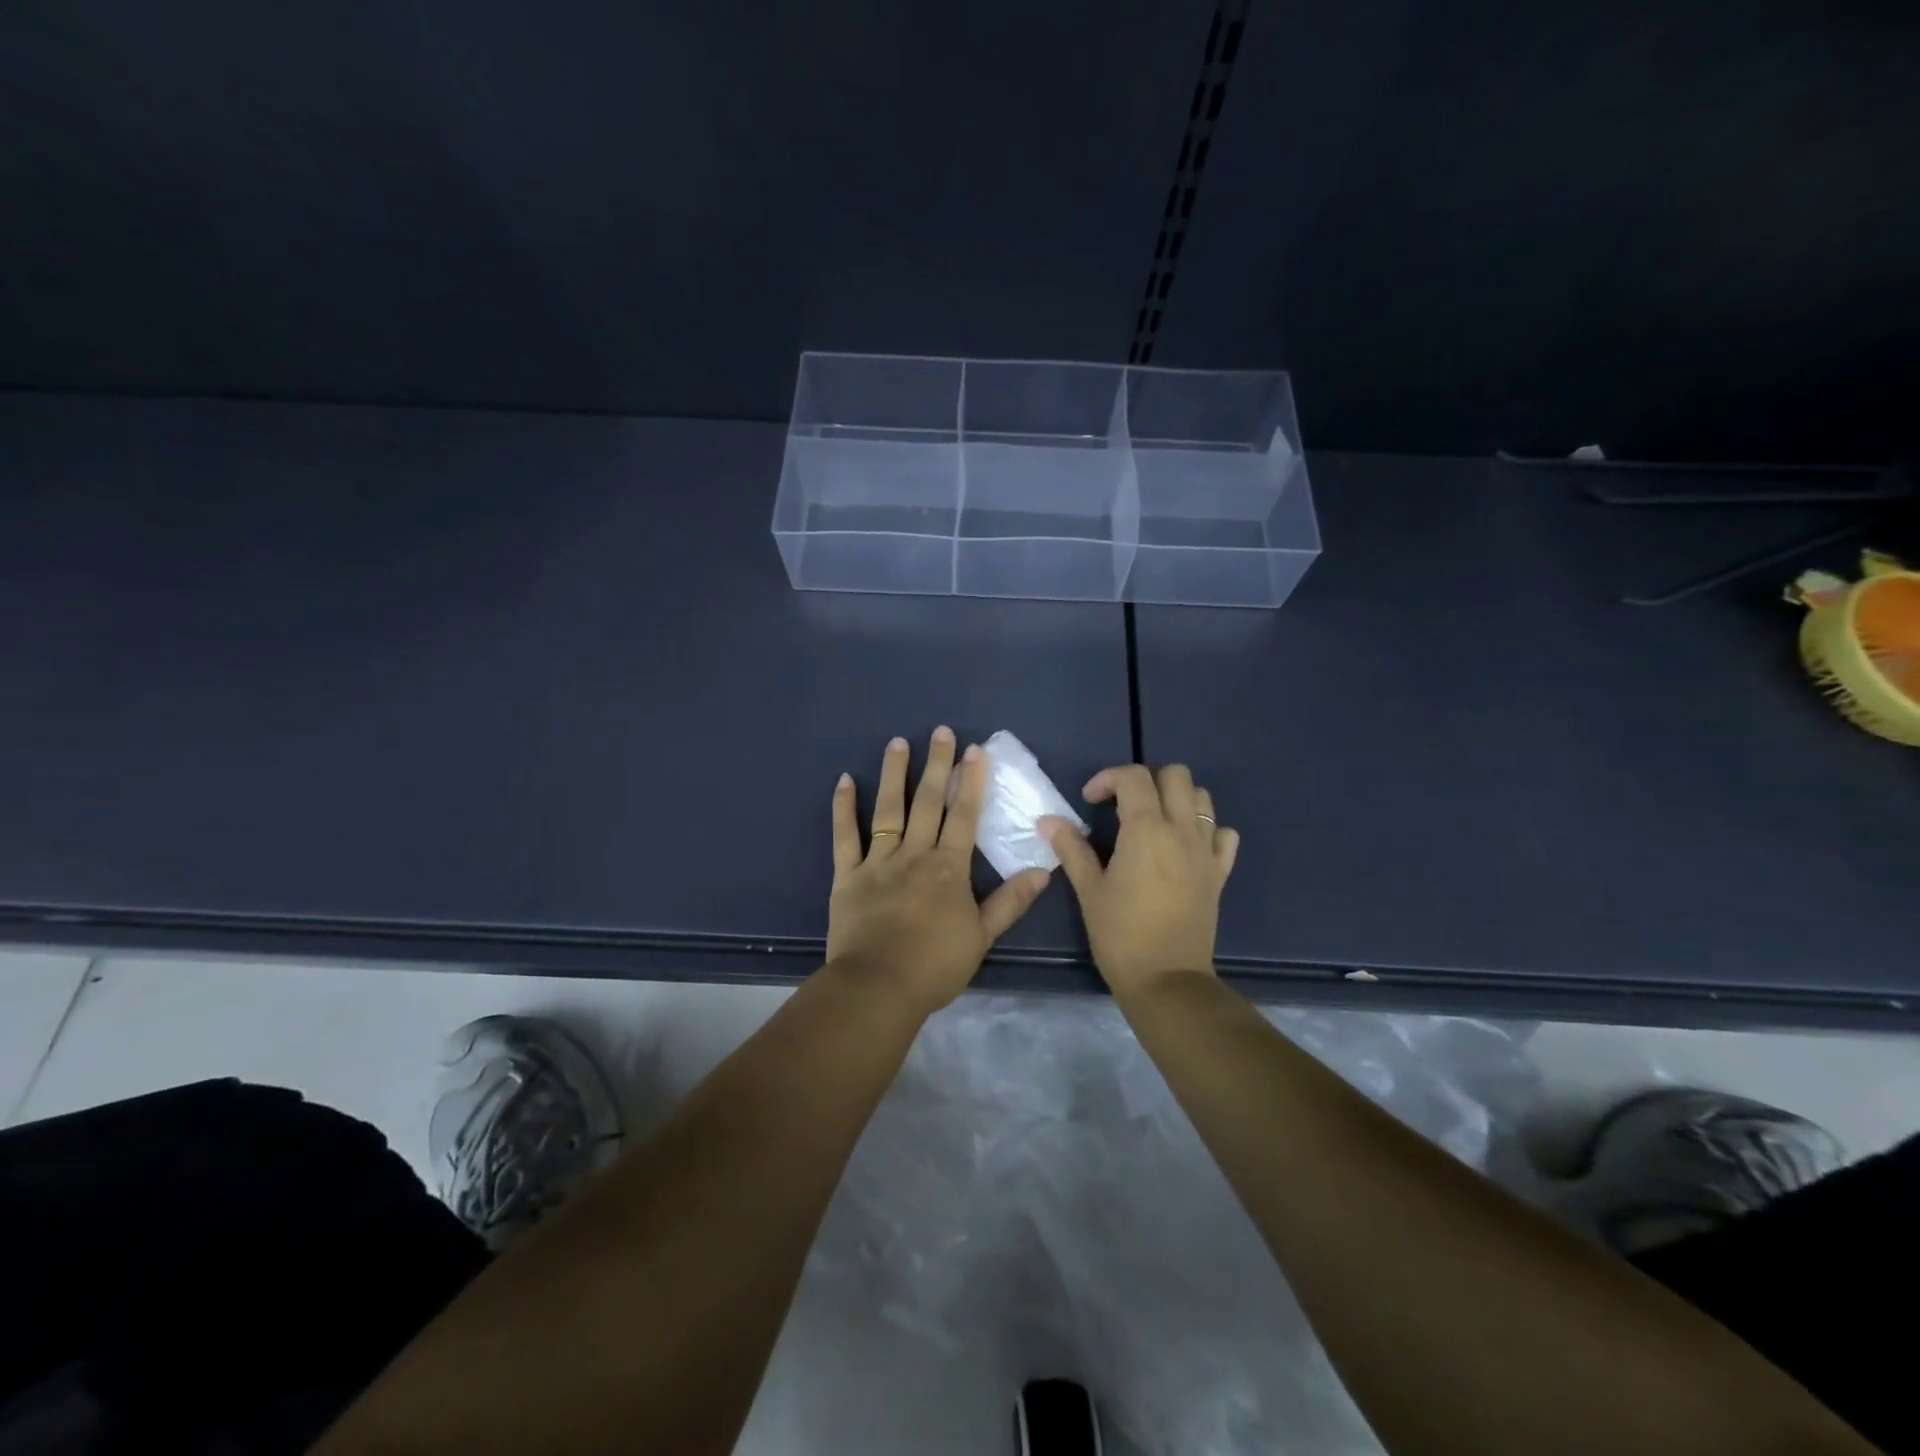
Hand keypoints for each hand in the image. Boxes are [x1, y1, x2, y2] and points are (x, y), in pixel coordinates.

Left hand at [826, 728, 1052, 1014]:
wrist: (879, 987)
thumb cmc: (935, 966)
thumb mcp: (982, 937)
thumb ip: (1010, 901)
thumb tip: (1043, 870)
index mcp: (949, 868)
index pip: (964, 816)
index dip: (971, 782)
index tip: (974, 751)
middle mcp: (915, 854)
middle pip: (928, 802)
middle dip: (936, 765)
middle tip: (940, 731)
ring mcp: (879, 862)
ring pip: (888, 809)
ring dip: (894, 774)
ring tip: (897, 742)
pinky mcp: (848, 875)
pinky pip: (845, 836)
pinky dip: (843, 808)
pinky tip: (844, 781)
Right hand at [1041, 764, 1238, 998]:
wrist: (1167, 980)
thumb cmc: (1121, 934)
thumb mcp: (1088, 890)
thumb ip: (1071, 848)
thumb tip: (1048, 821)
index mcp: (1147, 829)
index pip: (1133, 777)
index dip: (1107, 779)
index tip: (1090, 802)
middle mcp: (1182, 830)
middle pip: (1175, 775)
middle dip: (1146, 780)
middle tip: (1122, 806)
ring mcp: (1206, 851)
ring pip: (1202, 798)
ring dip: (1176, 798)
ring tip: (1152, 822)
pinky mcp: (1220, 873)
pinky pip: (1222, 835)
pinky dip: (1205, 829)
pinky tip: (1184, 846)